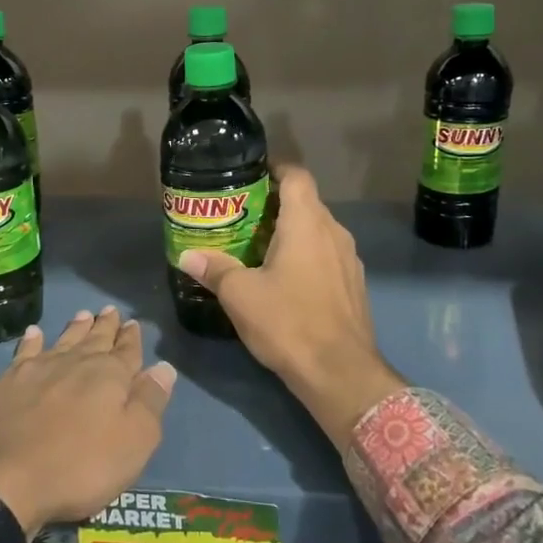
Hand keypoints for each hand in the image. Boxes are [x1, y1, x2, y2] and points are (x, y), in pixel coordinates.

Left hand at [0, 308, 175, 537]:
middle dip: (105, 326)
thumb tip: (163, 367)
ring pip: (63, 340)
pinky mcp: (6, 382)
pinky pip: (25, 352)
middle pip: (95, 339)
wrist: (3, 481)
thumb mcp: (132, 443)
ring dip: (75, 328)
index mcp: (109, 377)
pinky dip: (32, 341)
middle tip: (110, 310)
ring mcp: (38, 370)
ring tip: (83, 314)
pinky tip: (34, 333)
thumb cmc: (78, 467)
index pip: (126, 351)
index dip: (131, 338)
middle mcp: (75, 363)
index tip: (133, 323)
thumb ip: (149, 403)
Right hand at [178, 166, 404, 445]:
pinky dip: (308, 257)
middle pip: (306, 203)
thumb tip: (187, 255)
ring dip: (293, 233)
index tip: (251, 176)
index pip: (296, 175)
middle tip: (242, 217)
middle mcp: (334, 232)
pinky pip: (328, 257)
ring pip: (318, 231)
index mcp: (307, 223)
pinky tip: (287, 280)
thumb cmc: (288, 322)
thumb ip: (215, 269)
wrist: (341, 373)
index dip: (275, 169)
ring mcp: (349, 260)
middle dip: (276, 205)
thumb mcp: (240, 295)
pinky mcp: (354, 286)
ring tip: (260, 248)